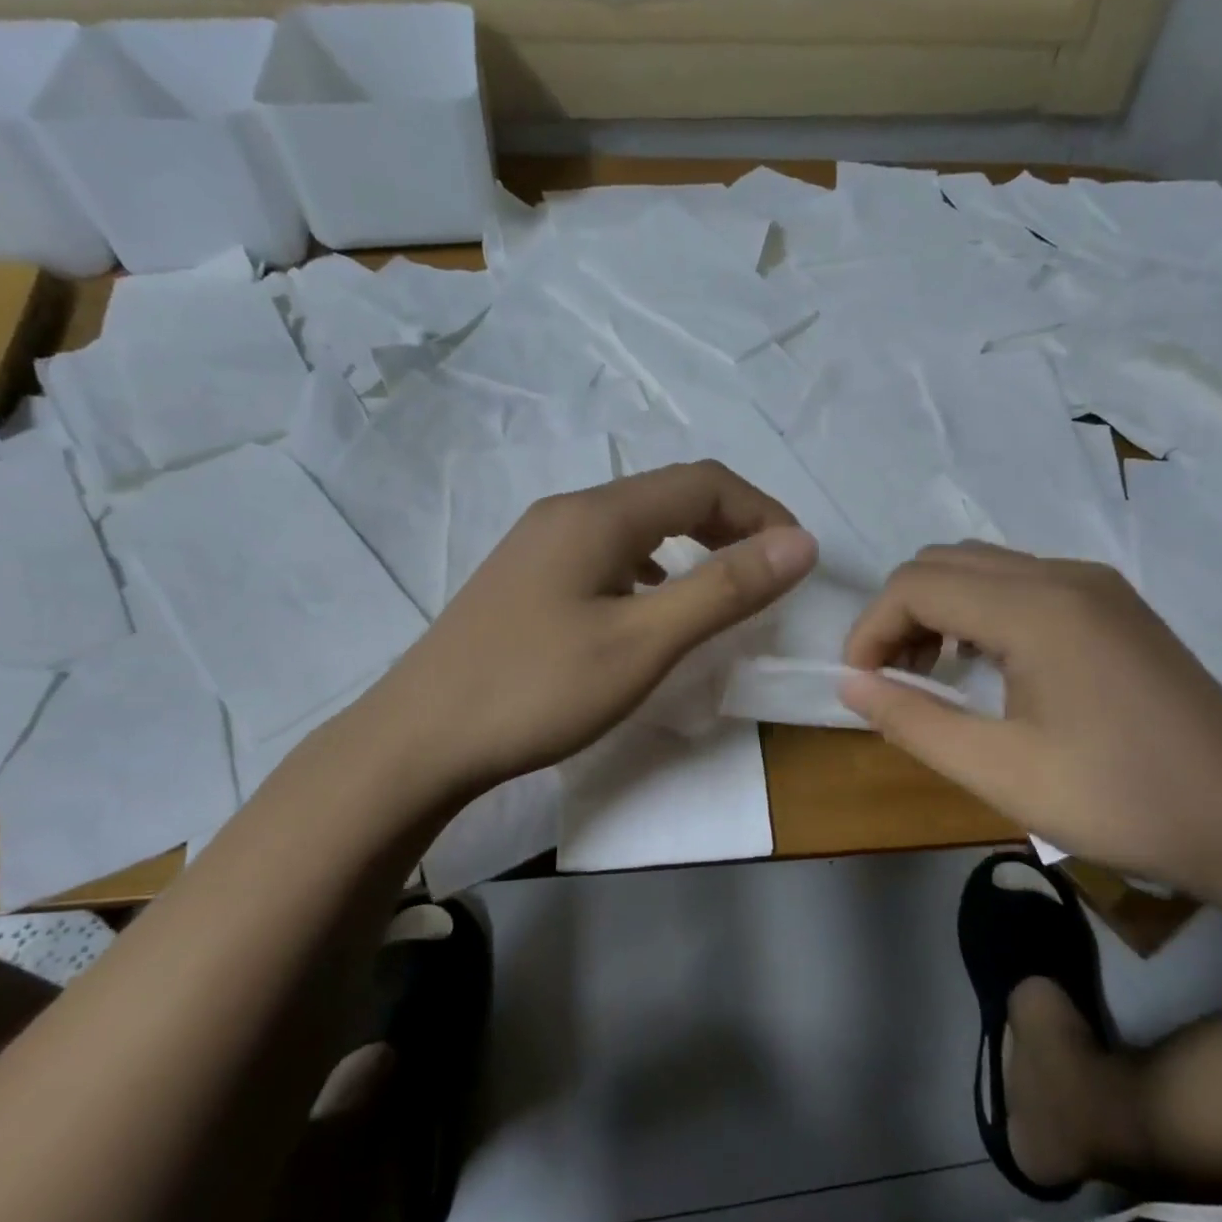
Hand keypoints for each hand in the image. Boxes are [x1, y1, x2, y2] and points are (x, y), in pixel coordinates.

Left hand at [389, 461, 816, 796]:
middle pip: (668, 494)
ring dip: (692, 543)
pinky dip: (651, 566)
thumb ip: (725, 590)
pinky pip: (607, 552)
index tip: (797, 558)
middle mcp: (568, 511)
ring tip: (722, 586)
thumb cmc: (537, 690)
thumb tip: (801, 543)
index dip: (762, 511)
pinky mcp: (526, 577)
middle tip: (769, 572)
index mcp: (599, 514)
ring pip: (637, 523)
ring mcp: (539, 542)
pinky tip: (651, 605)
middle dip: (731, 523)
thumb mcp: (644, 643)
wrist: (420, 739)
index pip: (703, 482)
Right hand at [838, 543, 1221, 897]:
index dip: (871, 629)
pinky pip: (1022, 584)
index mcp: (1037, 608)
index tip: (861, 684)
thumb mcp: (1000, 772)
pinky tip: (989, 668)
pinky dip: (980, 613)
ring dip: (939, 610)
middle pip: (945, 562)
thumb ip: (913, 721)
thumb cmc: (1120, 800)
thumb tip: (849, 684)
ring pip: (983, 568)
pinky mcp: (1115, 605)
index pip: (917, 584)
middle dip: (900, 614)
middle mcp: (1065, 575)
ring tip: (935, 676)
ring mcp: (1096, 585)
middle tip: (894, 681)